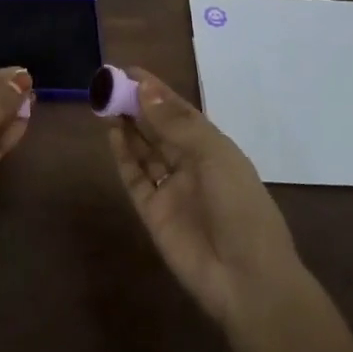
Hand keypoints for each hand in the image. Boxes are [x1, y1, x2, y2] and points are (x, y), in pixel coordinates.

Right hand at [106, 67, 304, 326]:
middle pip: (159, 129)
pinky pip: (135, 178)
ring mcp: (172, 190)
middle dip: (137, 106)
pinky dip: (123, 156)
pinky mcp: (153, 213)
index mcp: (214, 149)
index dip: (157, 92)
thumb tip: (144, 90)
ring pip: (145, 151)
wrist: (247, 279)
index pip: (180, 112)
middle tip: (110, 84)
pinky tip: (111, 134)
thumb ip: (176, 124)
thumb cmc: (240, 208)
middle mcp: (191, 166)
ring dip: (128, 127)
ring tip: (106, 103)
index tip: (130, 71)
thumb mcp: (214, 156)